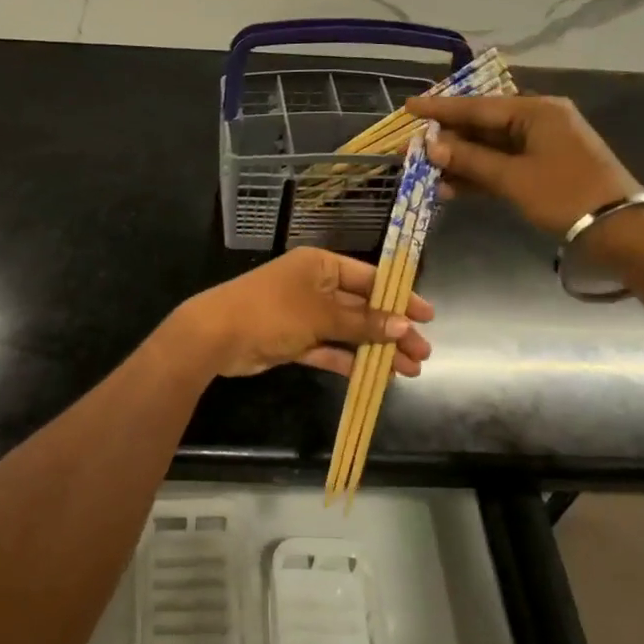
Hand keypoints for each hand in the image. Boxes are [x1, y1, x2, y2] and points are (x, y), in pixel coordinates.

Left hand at [173, 247, 434, 378]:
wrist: (216, 336)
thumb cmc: (272, 312)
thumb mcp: (321, 315)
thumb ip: (362, 323)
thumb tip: (403, 326)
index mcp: (320, 266)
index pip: (369, 278)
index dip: (399, 297)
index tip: (427, 317)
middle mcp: (314, 286)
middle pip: (362, 308)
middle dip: (392, 330)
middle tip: (422, 353)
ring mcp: (303, 315)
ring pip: (348, 332)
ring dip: (376, 350)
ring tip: (408, 370)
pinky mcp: (294, 341)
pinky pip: (330, 349)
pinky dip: (350, 361)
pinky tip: (375, 377)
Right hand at [406, 93, 641, 235]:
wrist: (620, 229)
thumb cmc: (565, 195)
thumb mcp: (513, 178)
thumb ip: (470, 160)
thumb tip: (432, 147)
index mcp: (535, 111)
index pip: (477, 106)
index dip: (440, 109)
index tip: (409, 107)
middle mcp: (538, 120)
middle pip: (482, 125)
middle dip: (446, 139)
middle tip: (411, 146)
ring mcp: (542, 145)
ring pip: (490, 147)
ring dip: (459, 161)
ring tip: (425, 173)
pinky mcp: (544, 168)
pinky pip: (502, 164)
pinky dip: (479, 175)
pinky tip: (450, 188)